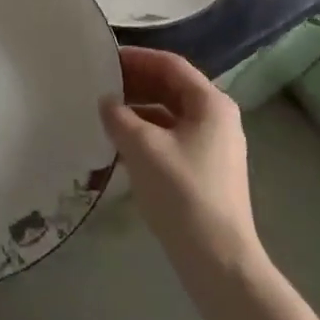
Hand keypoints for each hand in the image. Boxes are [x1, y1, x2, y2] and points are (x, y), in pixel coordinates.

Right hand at [100, 47, 259, 271]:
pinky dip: (147, 134)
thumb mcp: (142, 148)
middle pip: (172, 88)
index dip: (137, 58)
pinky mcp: (206, 170)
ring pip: (171, 114)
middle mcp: (217, 118)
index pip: (170, 65)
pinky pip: (173, 138)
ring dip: (139, 110)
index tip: (105, 59)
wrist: (218, 260)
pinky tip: (121, 146)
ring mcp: (214, 146)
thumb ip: (119, 117)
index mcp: (211, 103)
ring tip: (105, 114)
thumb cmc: (182, 193)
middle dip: (136, 84)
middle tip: (100, 85)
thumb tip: (106, 102)